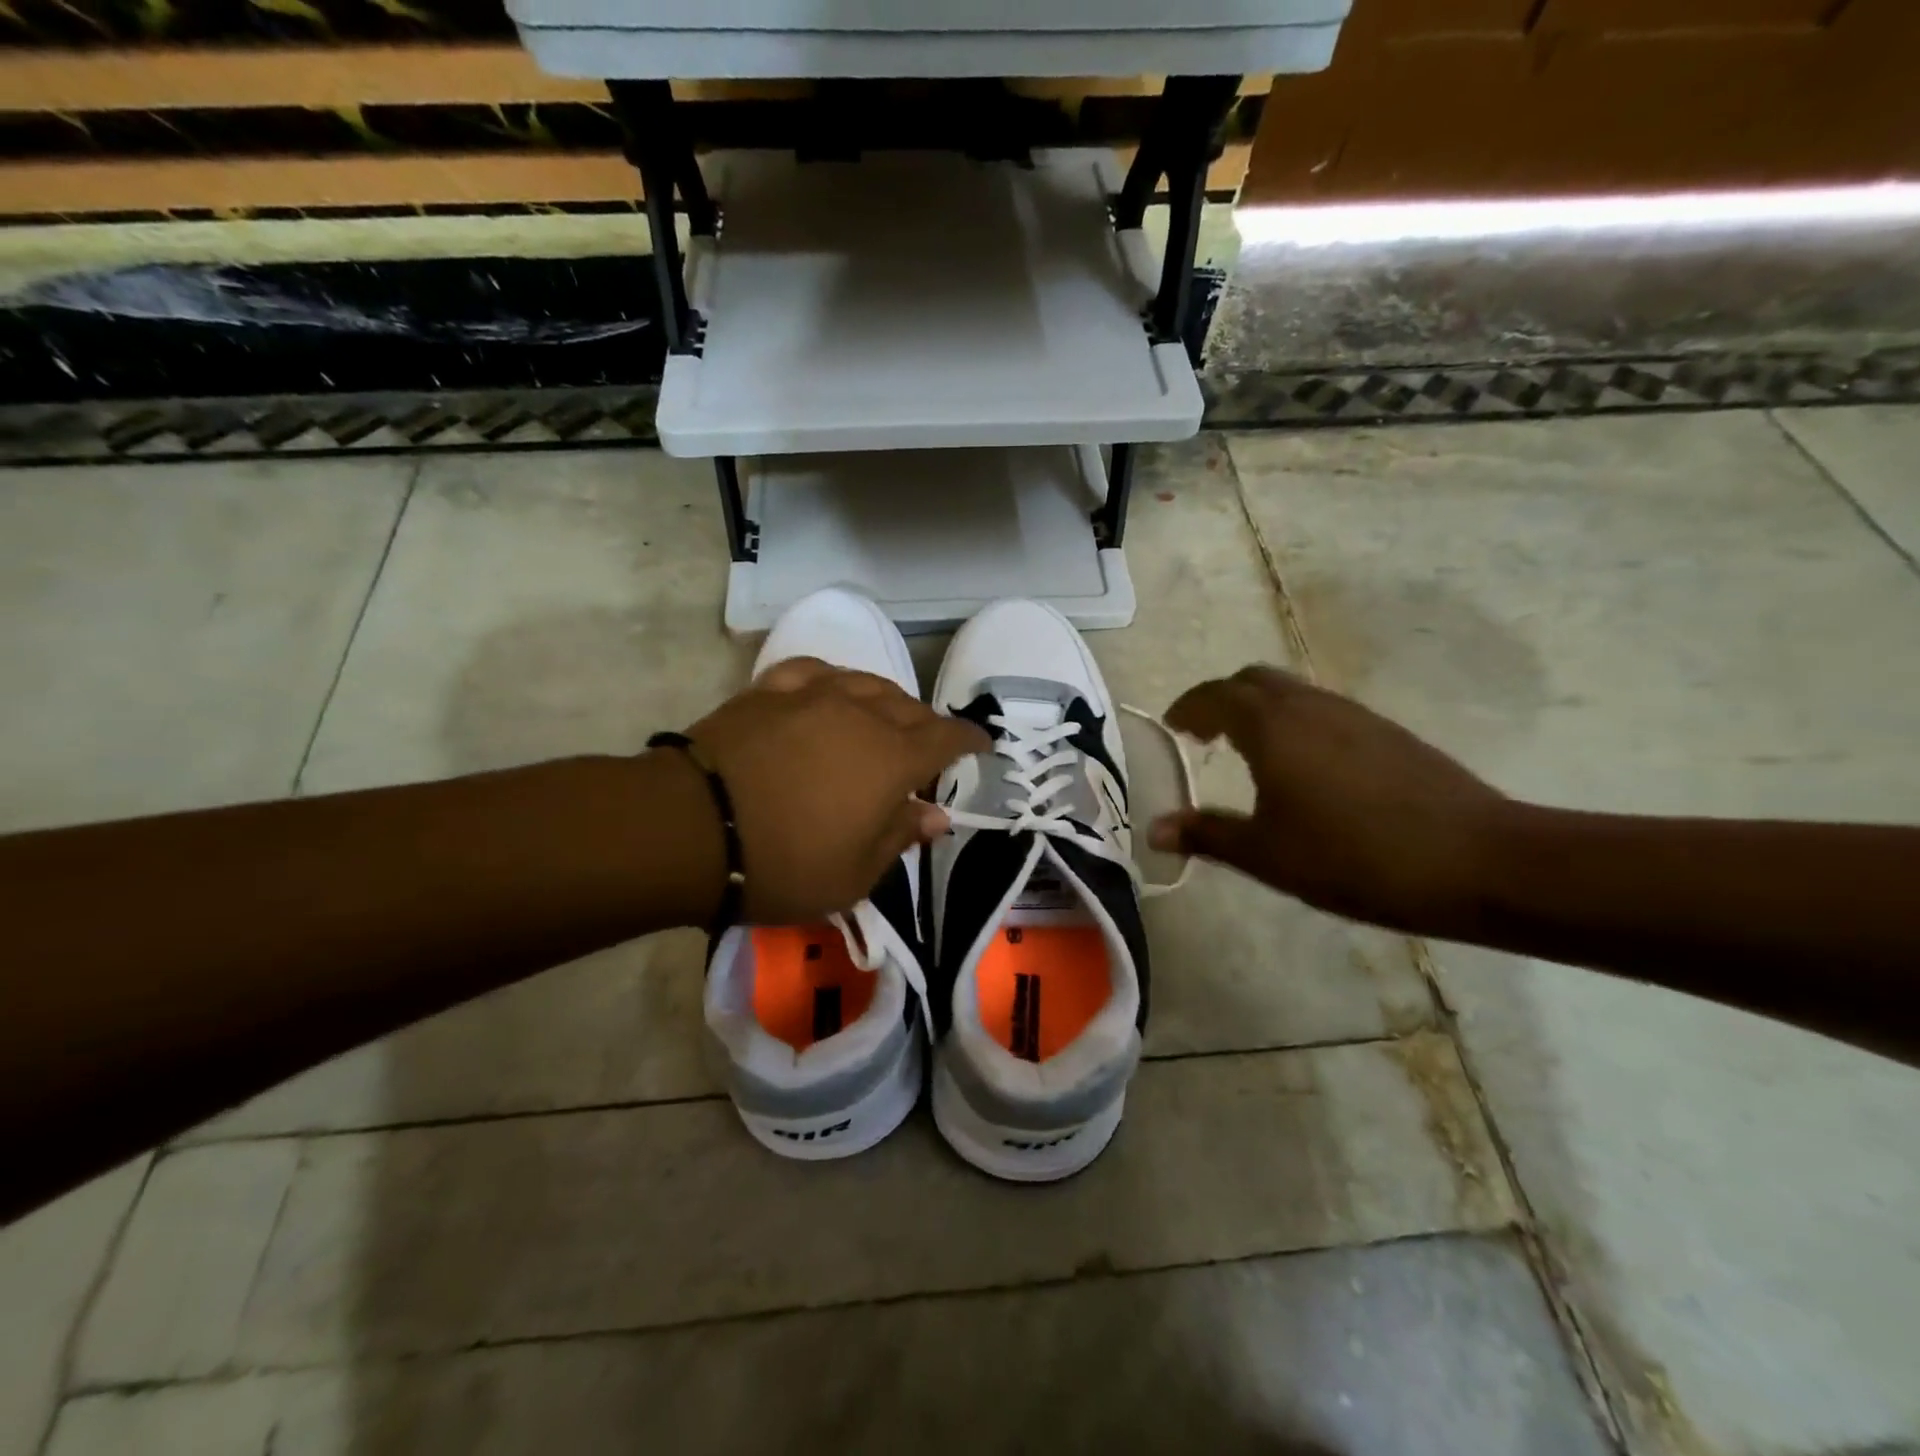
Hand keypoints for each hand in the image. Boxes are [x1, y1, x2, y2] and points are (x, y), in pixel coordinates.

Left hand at [683, 657, 989, 924]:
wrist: (691, 828)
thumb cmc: (783, 863)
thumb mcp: (854, 874)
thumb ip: (900, 836)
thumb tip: (937, 815)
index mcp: (892, 758)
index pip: (946, 738)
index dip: (969, 740)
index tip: (982, 746)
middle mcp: (862, 714)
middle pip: (910, 708)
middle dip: (928, 726)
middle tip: (928, 746)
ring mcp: (813, 695)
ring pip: (867, 683)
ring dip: (887, 700)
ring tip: (886, 718)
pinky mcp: (770, 690)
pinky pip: (816, 673)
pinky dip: (835, 681)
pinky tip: (831, 691)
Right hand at [1148, 666, 1508, 936]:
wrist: (1479, 861)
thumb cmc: (1354, 857)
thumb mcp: (1267, 855)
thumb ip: (1207, 835)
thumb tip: (1155, 829)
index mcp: (1272, 725)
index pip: (1215, 695)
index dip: (1188, 708)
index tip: (1172, 728)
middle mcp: (1310, 705)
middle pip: (1253, 680)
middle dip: (1221, 700)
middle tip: (1204, 736)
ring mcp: (1355, 715)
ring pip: (1292, 692)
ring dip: (1260, 710)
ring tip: (1248, 753)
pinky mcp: (1388, 733)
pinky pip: (1323, 711)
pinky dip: (1294, 723)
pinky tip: (1304, 769)